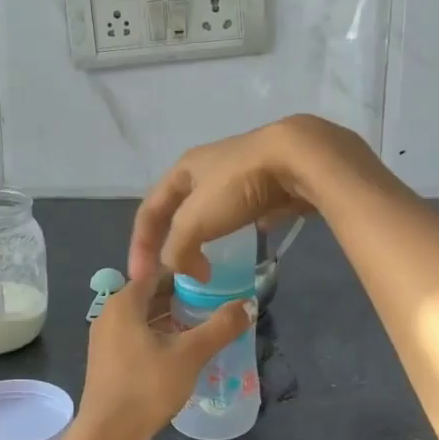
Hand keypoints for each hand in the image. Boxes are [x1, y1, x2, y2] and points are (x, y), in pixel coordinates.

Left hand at [73, 273, 252, 439]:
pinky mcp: (107, 361)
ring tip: (202, 325)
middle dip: (181, 296)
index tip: (213, 279)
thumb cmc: (146, 386)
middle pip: (150, 294)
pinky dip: (158, 335)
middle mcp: (109, 313)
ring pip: (143, 317)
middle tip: (213, 302)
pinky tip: (181, 350)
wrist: (107, 436)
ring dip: (171, 318)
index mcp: (124, 302)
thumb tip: (248, 304)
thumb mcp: (190, 354)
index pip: (158, 272)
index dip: (186, 273)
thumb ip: (221, 327)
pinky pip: (136, 335)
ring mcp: (105, 339)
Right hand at [129, 115, 363, 282]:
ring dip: (204, 236)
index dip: (140, 246)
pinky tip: (247, 242)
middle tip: (175, 270)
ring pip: (211, 210)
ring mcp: (239, 173)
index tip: (140, 280)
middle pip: (179, 210)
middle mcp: (206, 167)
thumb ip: (177, 248)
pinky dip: (237, 229)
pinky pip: (244, 210)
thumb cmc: (238, 185)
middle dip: (173, 240)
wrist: (298, 159)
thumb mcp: (196, 220)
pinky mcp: (267, 183)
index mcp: (182, 169)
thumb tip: (179, 269)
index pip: (149, 210)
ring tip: (207, 261)